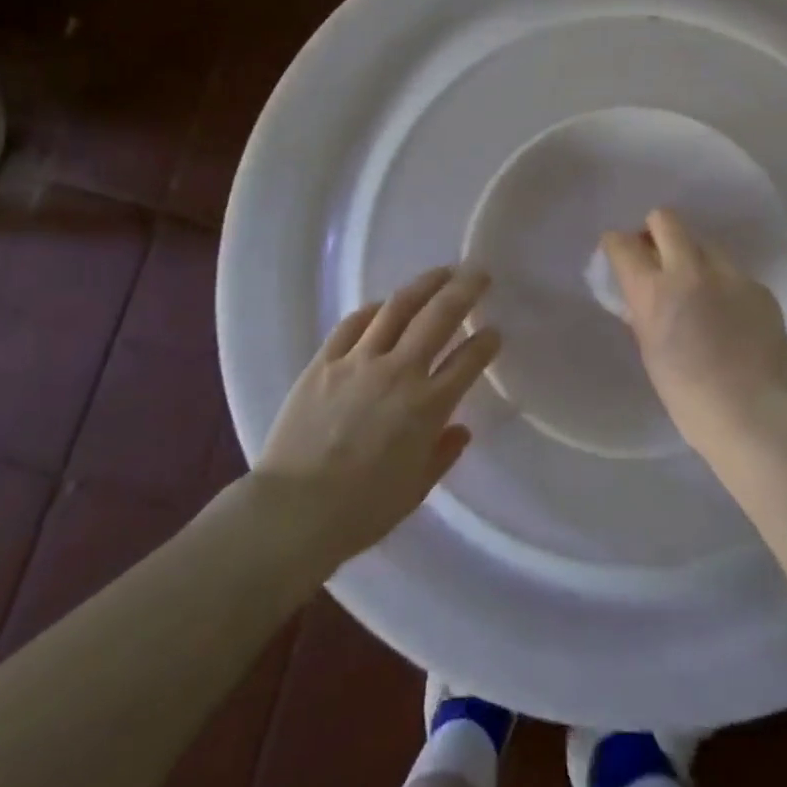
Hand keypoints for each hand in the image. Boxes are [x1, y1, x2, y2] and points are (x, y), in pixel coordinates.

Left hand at [255, 267, 500, 566]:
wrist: (292, 513)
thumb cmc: (361, 510)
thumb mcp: (416, 489)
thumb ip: (443, 454)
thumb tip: (460, 429)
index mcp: (428, 406)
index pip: (469, 360)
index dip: (487, 342)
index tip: (494, 332)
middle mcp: (399, 372)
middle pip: (439, 317)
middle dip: (464, 291)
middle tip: (479, 274)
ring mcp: (359, 362)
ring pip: (398, 308)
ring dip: (424, 285)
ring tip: (441, 273)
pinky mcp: (324, 362)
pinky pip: (353, 324)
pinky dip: (373, 309)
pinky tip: (383, 305)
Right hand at [600, 209, 786, 462]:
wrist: (757, 417)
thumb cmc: (690, 399)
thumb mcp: (651, 354)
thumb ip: (643, 315)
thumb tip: (640, 297)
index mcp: (654, 292)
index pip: (622, 243)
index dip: (616, 244)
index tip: (619, 253)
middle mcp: (690, 271)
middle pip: (665, 219)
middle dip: (654, 231)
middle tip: (657, 256)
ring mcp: (730, 276)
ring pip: (704, 243)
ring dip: (692, 257)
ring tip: (698, 291)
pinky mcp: (758, 287)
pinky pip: (732, 273)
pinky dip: (723, 285)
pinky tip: (729, 317)